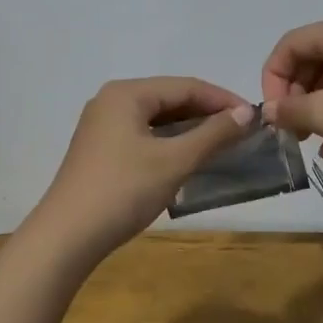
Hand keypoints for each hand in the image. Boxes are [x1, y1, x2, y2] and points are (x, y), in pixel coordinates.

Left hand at [27, 77, 255, 264]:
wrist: (67, 236)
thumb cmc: (123, 191)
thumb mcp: (174, 161)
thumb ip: (213, 134)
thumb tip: (247, 112)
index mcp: (127, 93)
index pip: (185, 86)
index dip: (222, 100)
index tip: (255, 117)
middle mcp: (111, 100)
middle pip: (169, 98)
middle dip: (206, 113)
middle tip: (241, 132)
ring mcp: (101, 125)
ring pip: (156, 118)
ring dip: (189, 129)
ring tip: (221, 145)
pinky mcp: (99, 149)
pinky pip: (142, 135)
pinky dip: (168, 142)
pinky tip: (186, 158)